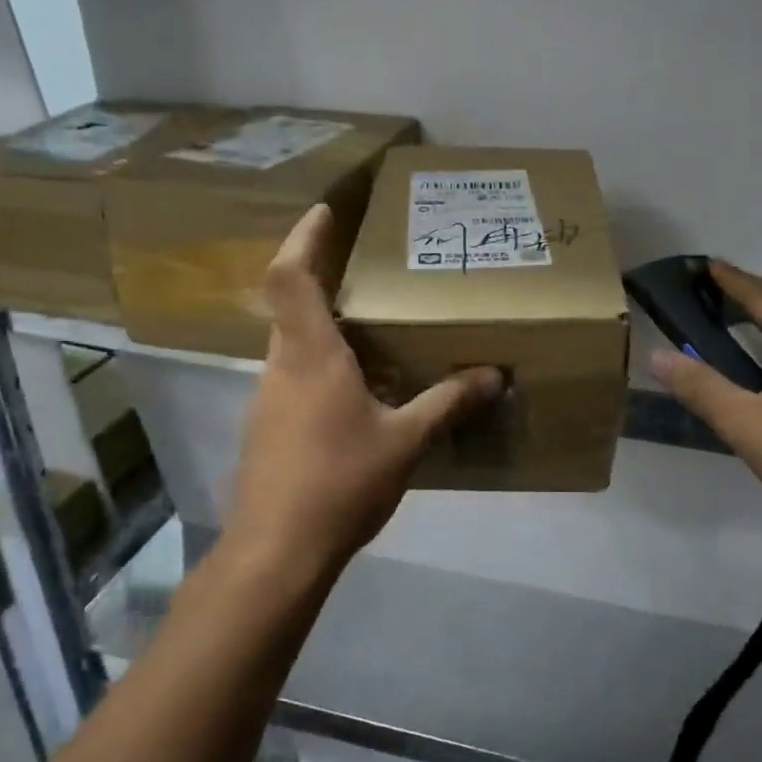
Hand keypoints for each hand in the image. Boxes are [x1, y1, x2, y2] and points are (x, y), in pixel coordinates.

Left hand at [228, 204, 501, 573]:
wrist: (276, 552)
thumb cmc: (340, 483)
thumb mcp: (406, 441)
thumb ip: (448, 402)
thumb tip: (494, 374)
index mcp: (311, 355)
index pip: (291, 277)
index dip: (304, 237)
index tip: (326, 210)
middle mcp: (281, 366)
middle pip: (290, 304)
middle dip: (322, 278)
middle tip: (367, 269)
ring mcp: (267, 398)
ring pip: (292, 343)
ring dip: (324, 326)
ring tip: (372, 329)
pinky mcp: (267, 427)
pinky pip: (294, 376)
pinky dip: (321, 365)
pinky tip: (358, 391)